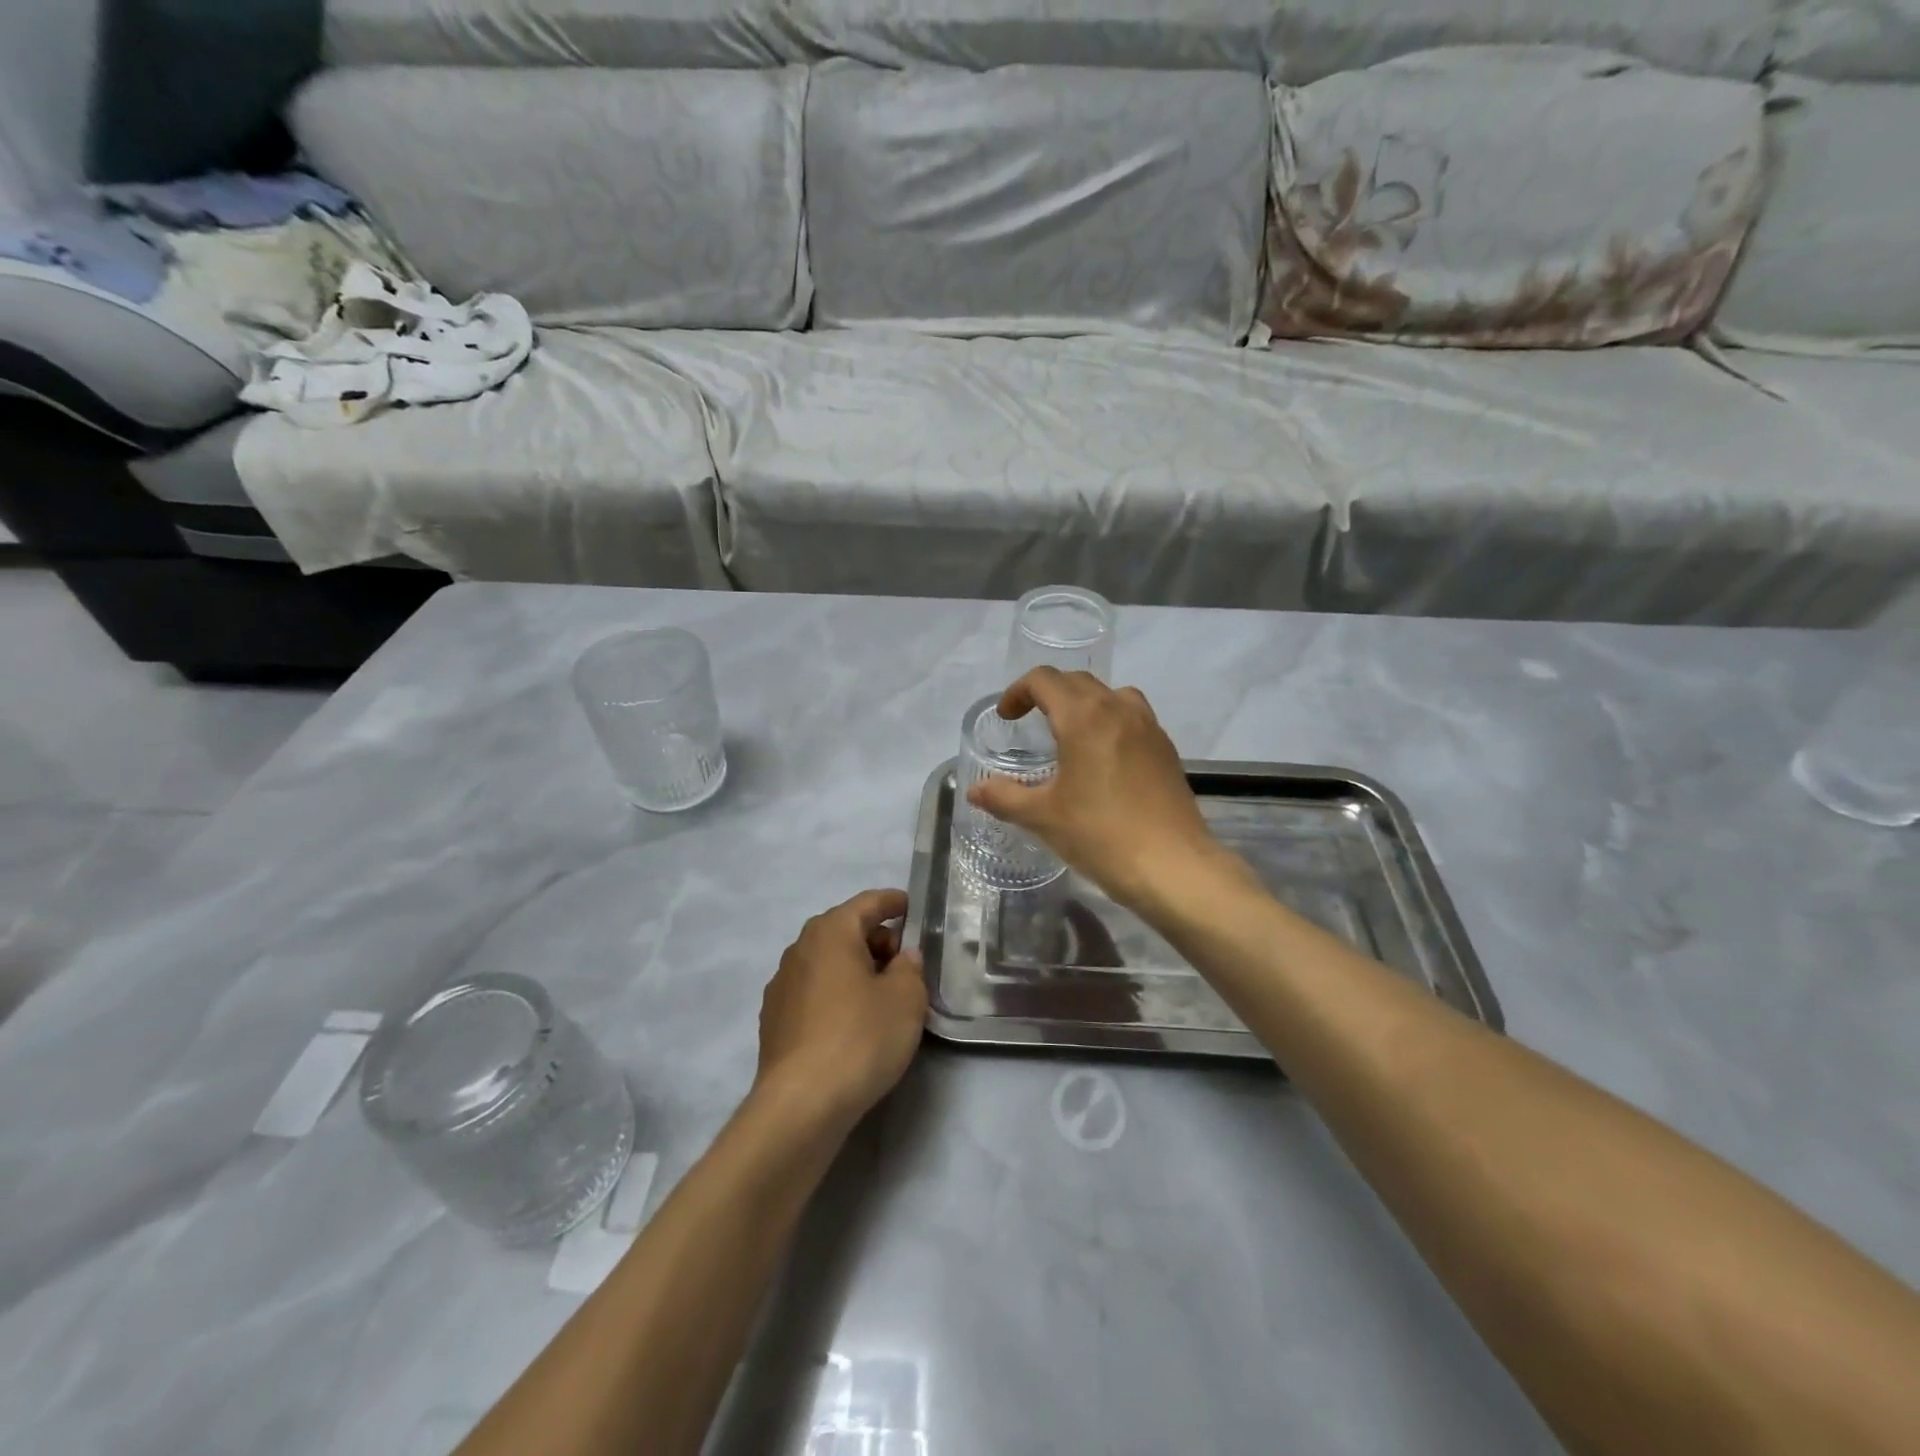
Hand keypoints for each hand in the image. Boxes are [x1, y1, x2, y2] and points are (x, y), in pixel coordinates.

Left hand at [752, 889, 927, 1132]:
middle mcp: (800, 949)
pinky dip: (836, 994)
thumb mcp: (906, 998)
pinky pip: (814, 992)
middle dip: (876, 939)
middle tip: (905, 962)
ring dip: (855, 969)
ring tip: (882, 995)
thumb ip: (910, 968)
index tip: (912, 906)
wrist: (801, 1104)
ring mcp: (781, 985)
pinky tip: (852, 1022)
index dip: (893, 902)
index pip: (867, 903)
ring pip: (827, 962)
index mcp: (831, 932)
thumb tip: (901, 957)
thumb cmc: (860, 1037)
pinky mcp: (774, 1020)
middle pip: (844, 930)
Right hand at [965, 669, 1229, 909]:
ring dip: (1084, 703)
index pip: (1045, 680)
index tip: (1007, 717)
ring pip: (1110, 695)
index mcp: (1084, 716)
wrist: (1173, 867)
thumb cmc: (1101, 835)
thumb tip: (974, 791)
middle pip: (1077, 682)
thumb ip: (1004, 797)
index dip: (1018, 692)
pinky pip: (1133, 717)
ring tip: (1069, 734)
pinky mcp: (1166, 749)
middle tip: (1030, 722)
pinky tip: (1103, 759)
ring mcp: (1148, 727)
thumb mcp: (1042, 817)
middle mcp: (1118, 709)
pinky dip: (1110, 721)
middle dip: (1048, 694)